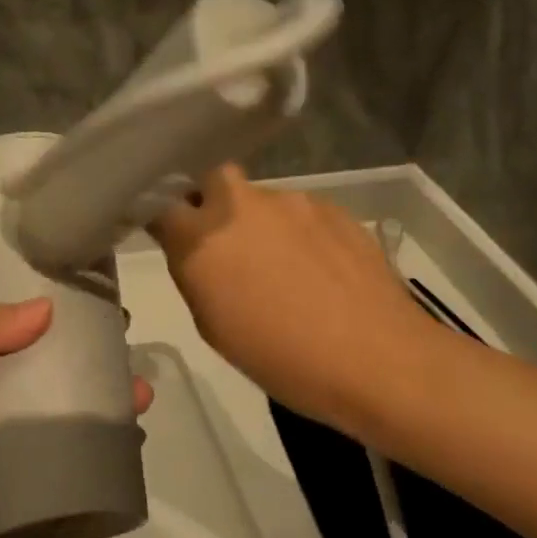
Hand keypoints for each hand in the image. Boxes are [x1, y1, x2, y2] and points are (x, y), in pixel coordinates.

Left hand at [0, 299, 153, 537]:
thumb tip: (45, 306)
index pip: (19, 340)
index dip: (57, 324)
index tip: (97, 310)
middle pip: (54, 381)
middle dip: (94, 368)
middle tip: (131, 359)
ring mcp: (18, 458)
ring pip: (71, 423)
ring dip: (106, 408)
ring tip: (141, 399)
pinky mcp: (36, 495)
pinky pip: (76, 469)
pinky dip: (103, 454)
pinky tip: (131, 443)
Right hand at [150, 166, 433, 440]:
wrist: (376, 356)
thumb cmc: (282, 358)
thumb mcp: (214, 327)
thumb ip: (195, 276)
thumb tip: (196, 253)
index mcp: (202, 238)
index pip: (160, 204)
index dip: (162, 217)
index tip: (169, 235)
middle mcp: (240, 204)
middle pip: (211, 179)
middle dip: (209, 201)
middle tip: (224, 243)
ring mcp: (291, 201)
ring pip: (259, 198)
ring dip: (258, 221)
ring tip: (283, 267)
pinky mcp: (333, 207)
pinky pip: (299, 211)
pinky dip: (297, 232)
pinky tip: (318, 269)